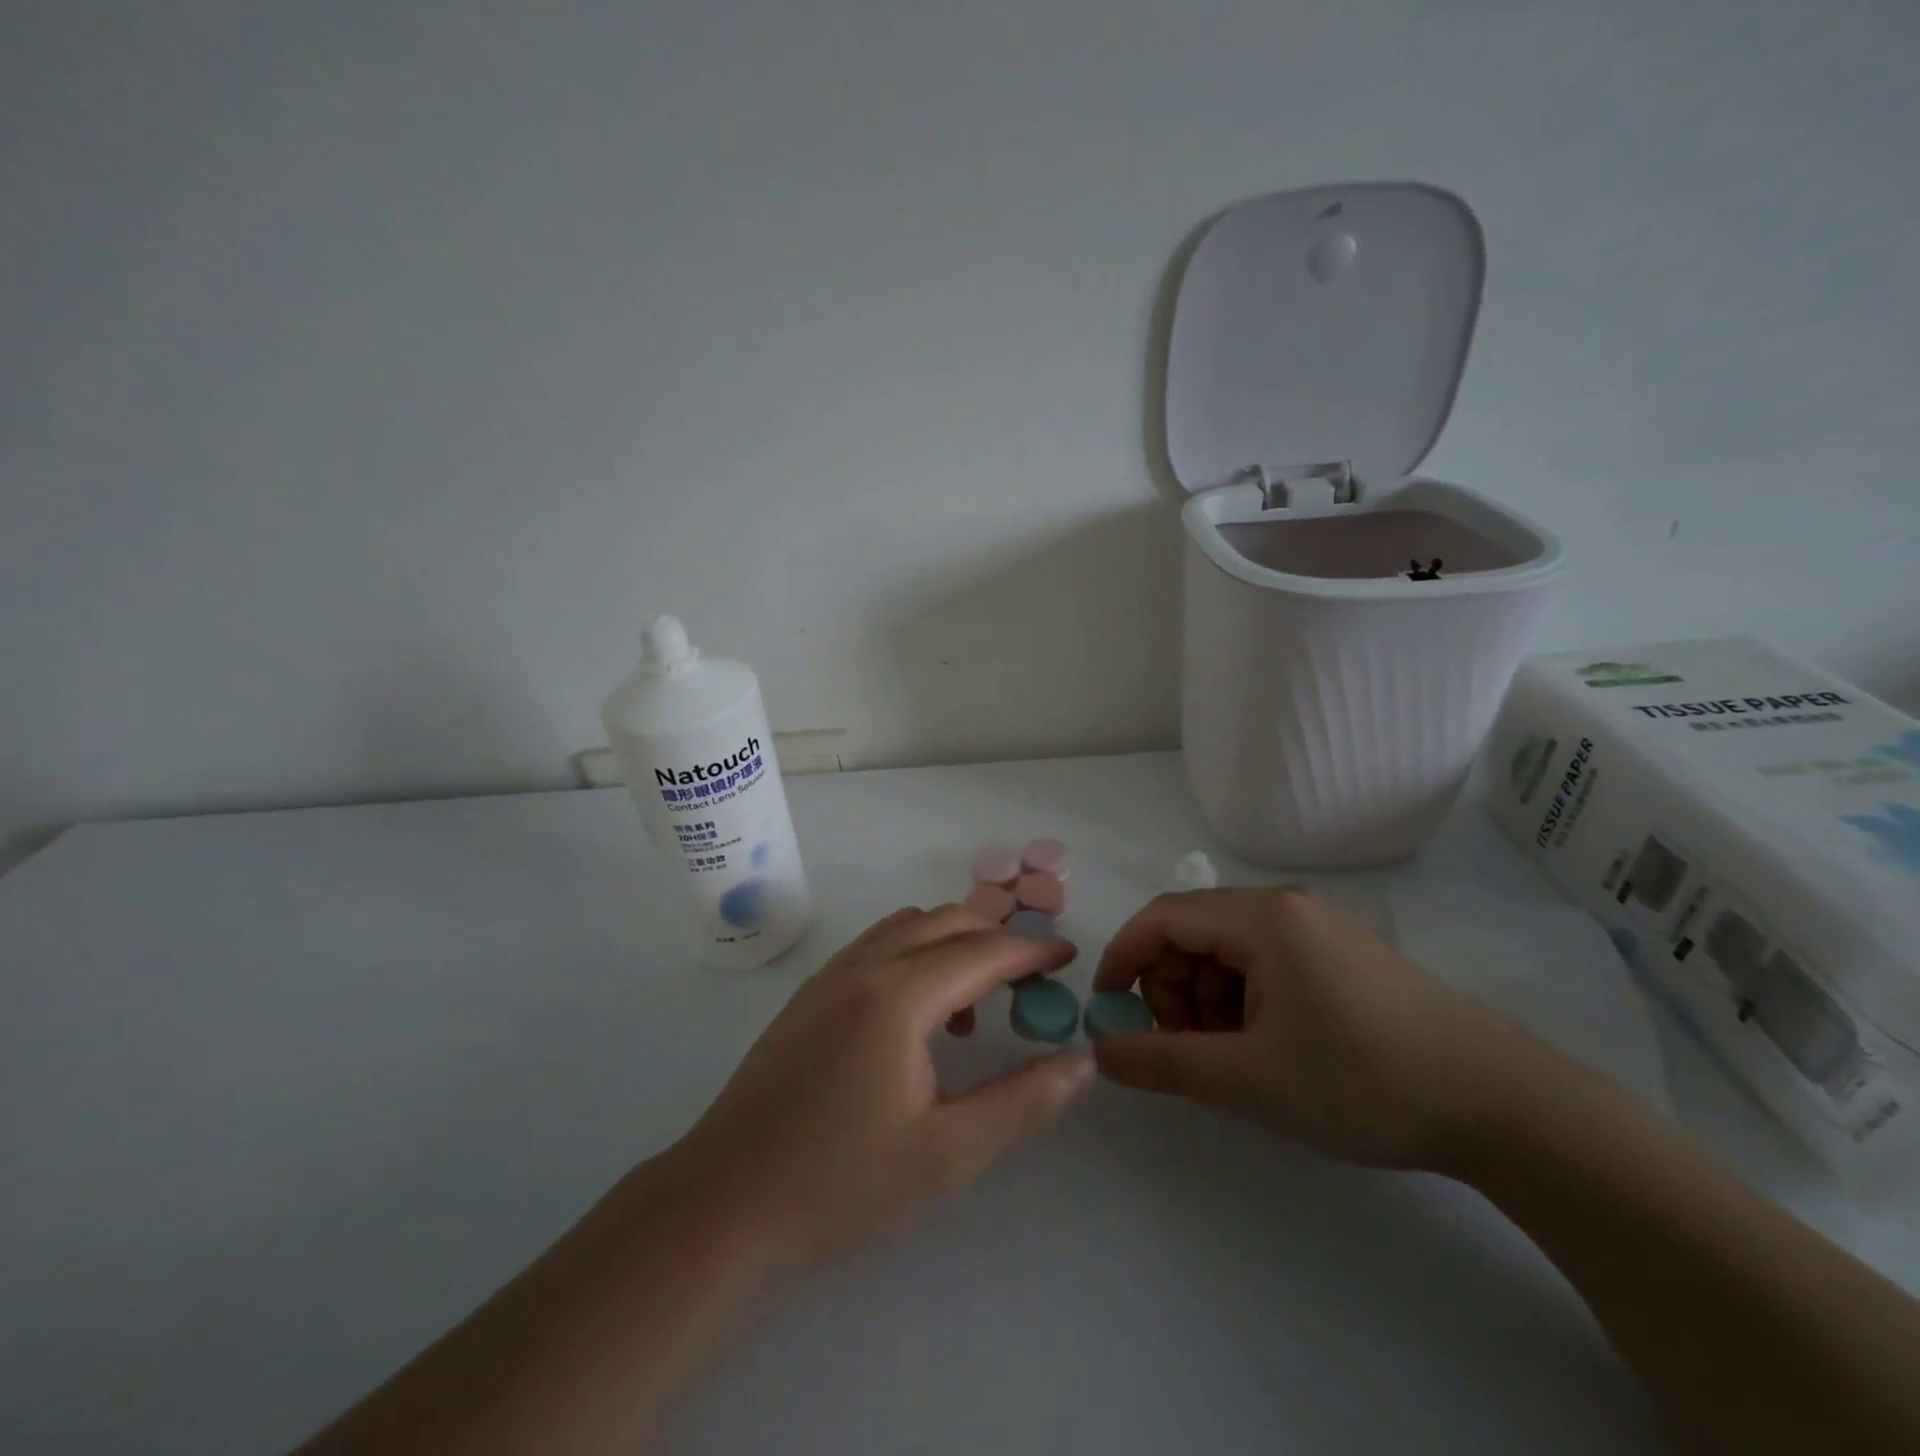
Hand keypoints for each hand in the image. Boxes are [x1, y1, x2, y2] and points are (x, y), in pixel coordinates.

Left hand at [665, 906, 1094, 1269]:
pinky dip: (913, 955)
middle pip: (945, 922)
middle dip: (995, 938)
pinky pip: (875, 947)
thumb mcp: (948, 1154)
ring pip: (906, 928)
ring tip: (975, 1004)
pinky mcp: (807, 996)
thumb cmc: (840, 1185)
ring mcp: (828, 976)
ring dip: (951, 944)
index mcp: (898, 994)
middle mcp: (863, 966)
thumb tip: (1082, 1061)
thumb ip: (1023, 1101)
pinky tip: (917, 1017)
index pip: (982, 950)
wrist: (722, 1208)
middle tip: (1031, 980)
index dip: (1031, 952)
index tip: (1069, 958)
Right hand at [1091, 886, 1543, 1170]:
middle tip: (1187, 1051)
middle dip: (1171, 991)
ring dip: (1208, 1002)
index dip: (1123, 958)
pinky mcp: (1340, 957)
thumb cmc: (1365, 1080)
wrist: (1503, 1106)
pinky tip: (1269, 1050)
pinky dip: (1244, 1003)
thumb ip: (1165, 1063)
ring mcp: (1317, 929)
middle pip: (1194, 934)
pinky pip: (1264, 966)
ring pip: (1227, 953)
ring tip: (1235, 1060)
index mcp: (1262, 916)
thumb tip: (1098, 1052)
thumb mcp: (1252, 1079)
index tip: (1106, 1010)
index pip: (1163, 917)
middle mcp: (1286, 907)